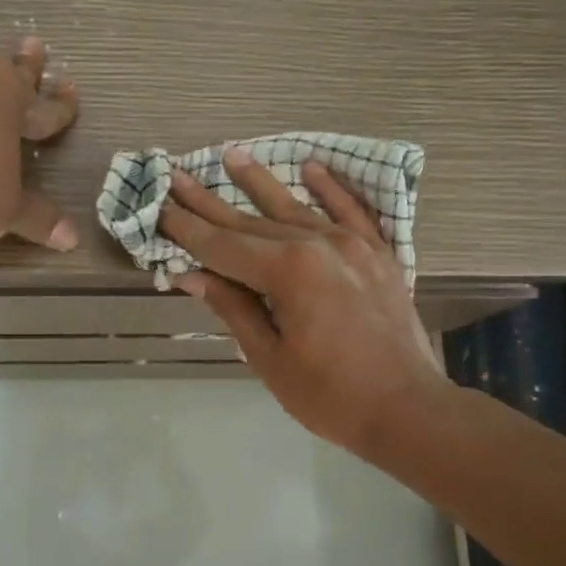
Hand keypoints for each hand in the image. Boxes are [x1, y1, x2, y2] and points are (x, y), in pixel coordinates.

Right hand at [158, 150, 447, 454]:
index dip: (186, 230)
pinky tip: (311, 167)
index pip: (222, 246)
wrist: (407, 410)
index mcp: (288, 272)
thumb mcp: (270, 359)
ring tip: (231, 155)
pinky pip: (351, 212)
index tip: (157, 208)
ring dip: (260, 183)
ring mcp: (353, 245)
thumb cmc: (330, 396)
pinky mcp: (378, 255)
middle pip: (252, 221)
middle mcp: (319, 245)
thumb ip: (234, 309)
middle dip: (209, 202)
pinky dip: (331, 189)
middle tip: (175, 175)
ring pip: (296, 208)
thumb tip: (193, 276)